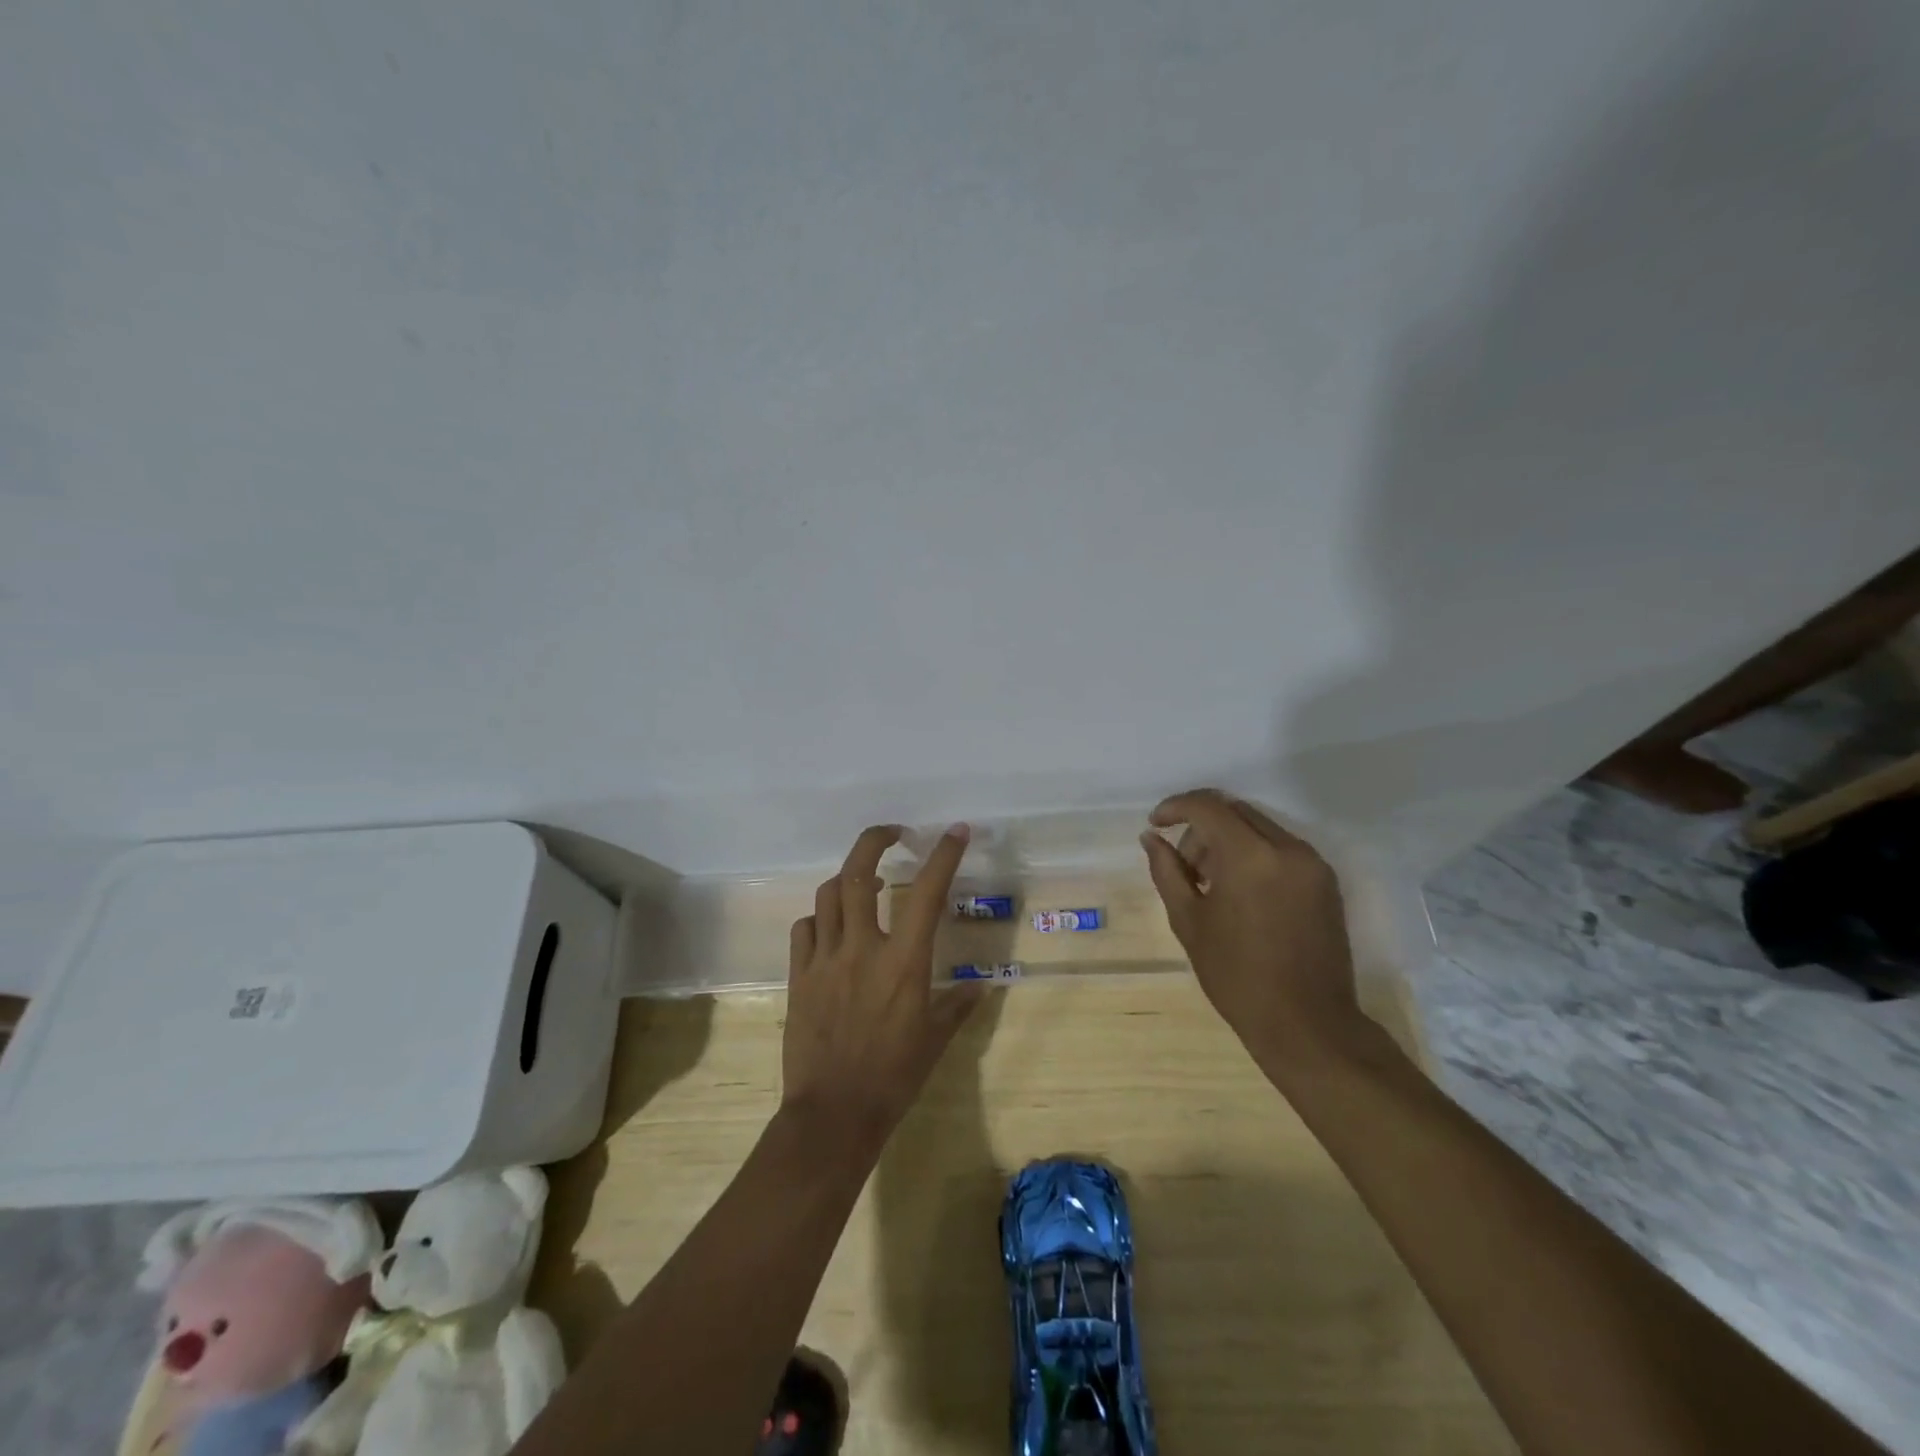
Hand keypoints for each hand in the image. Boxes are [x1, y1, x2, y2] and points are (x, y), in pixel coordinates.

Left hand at [782, 823, 984, 1155]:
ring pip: (828, 894)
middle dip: (875, 841)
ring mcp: (825, 959)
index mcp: (903, 962)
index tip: (954, 831)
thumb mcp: (934, 1040)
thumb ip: (957, 1006)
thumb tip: (980, 988)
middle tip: (893, 835)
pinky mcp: (799, 975)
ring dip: (848, 878)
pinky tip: (831, 927)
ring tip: (864, 882)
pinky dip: (820, 917)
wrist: (833, 1114)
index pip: (927, 893)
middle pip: (858, 873)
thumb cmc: (893, 1077)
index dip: (943, 856)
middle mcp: (862, 948)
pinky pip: (805, 928)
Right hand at [1141, 789, 1366, 1072]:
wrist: (1307, 1024)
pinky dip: (1253, 853)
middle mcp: (1287, 848)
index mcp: (1250, 856)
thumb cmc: (1236, 976)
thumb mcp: (1189, 921)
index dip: (1175, 807)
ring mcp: (1312, 863)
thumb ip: (1167, 870)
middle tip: (1183, 864)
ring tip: (1209, 882)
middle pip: (1234, 811)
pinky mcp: (1326, 880)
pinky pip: (1280, 847)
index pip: (1207, 807)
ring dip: (1227, 839)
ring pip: (1258, 826)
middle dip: (1200, 826)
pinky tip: (1238, 891)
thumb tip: (1152, 838)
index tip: (1155, 825)